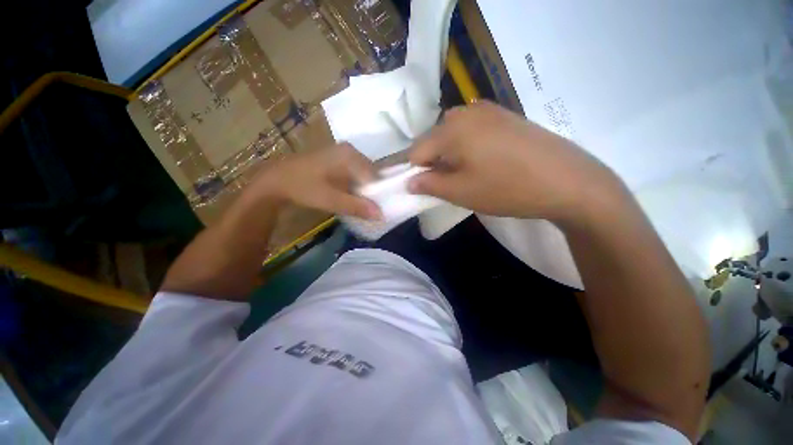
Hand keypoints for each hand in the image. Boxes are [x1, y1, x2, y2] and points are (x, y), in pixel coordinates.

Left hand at [251, 143, 381, 219]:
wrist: (275, 180)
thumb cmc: (302, 187)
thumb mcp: (330, 199)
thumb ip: (356, 206)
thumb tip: (381, 215)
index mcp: (350, 155)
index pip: (375, 176)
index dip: (379, 194)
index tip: (378, 210)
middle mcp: (350, 151)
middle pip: (371, 174)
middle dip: (372, 193)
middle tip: (372, 210)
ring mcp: (343, 154)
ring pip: (363, 175)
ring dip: (364, 191)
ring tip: (363, 206)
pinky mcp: (337, 160)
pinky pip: (355, 175)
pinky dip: (356, 187)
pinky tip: (352, 198)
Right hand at [408, 101, 623, 222]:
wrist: (568, 180)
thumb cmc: (507, 188)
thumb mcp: (461, 192)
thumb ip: (429, 184)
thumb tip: (408, 182)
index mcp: (451, 129)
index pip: (416, 151)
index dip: (416, 172)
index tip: (428, 188)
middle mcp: (466, 112)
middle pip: (434, 140)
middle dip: (434, 162)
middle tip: (451, 183)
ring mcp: (488, 110)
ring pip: (453, 134)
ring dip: (451, 154)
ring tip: (469, 173)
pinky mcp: (505, 115)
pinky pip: (473, 130)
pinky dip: (468, 146)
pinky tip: (486, 161)